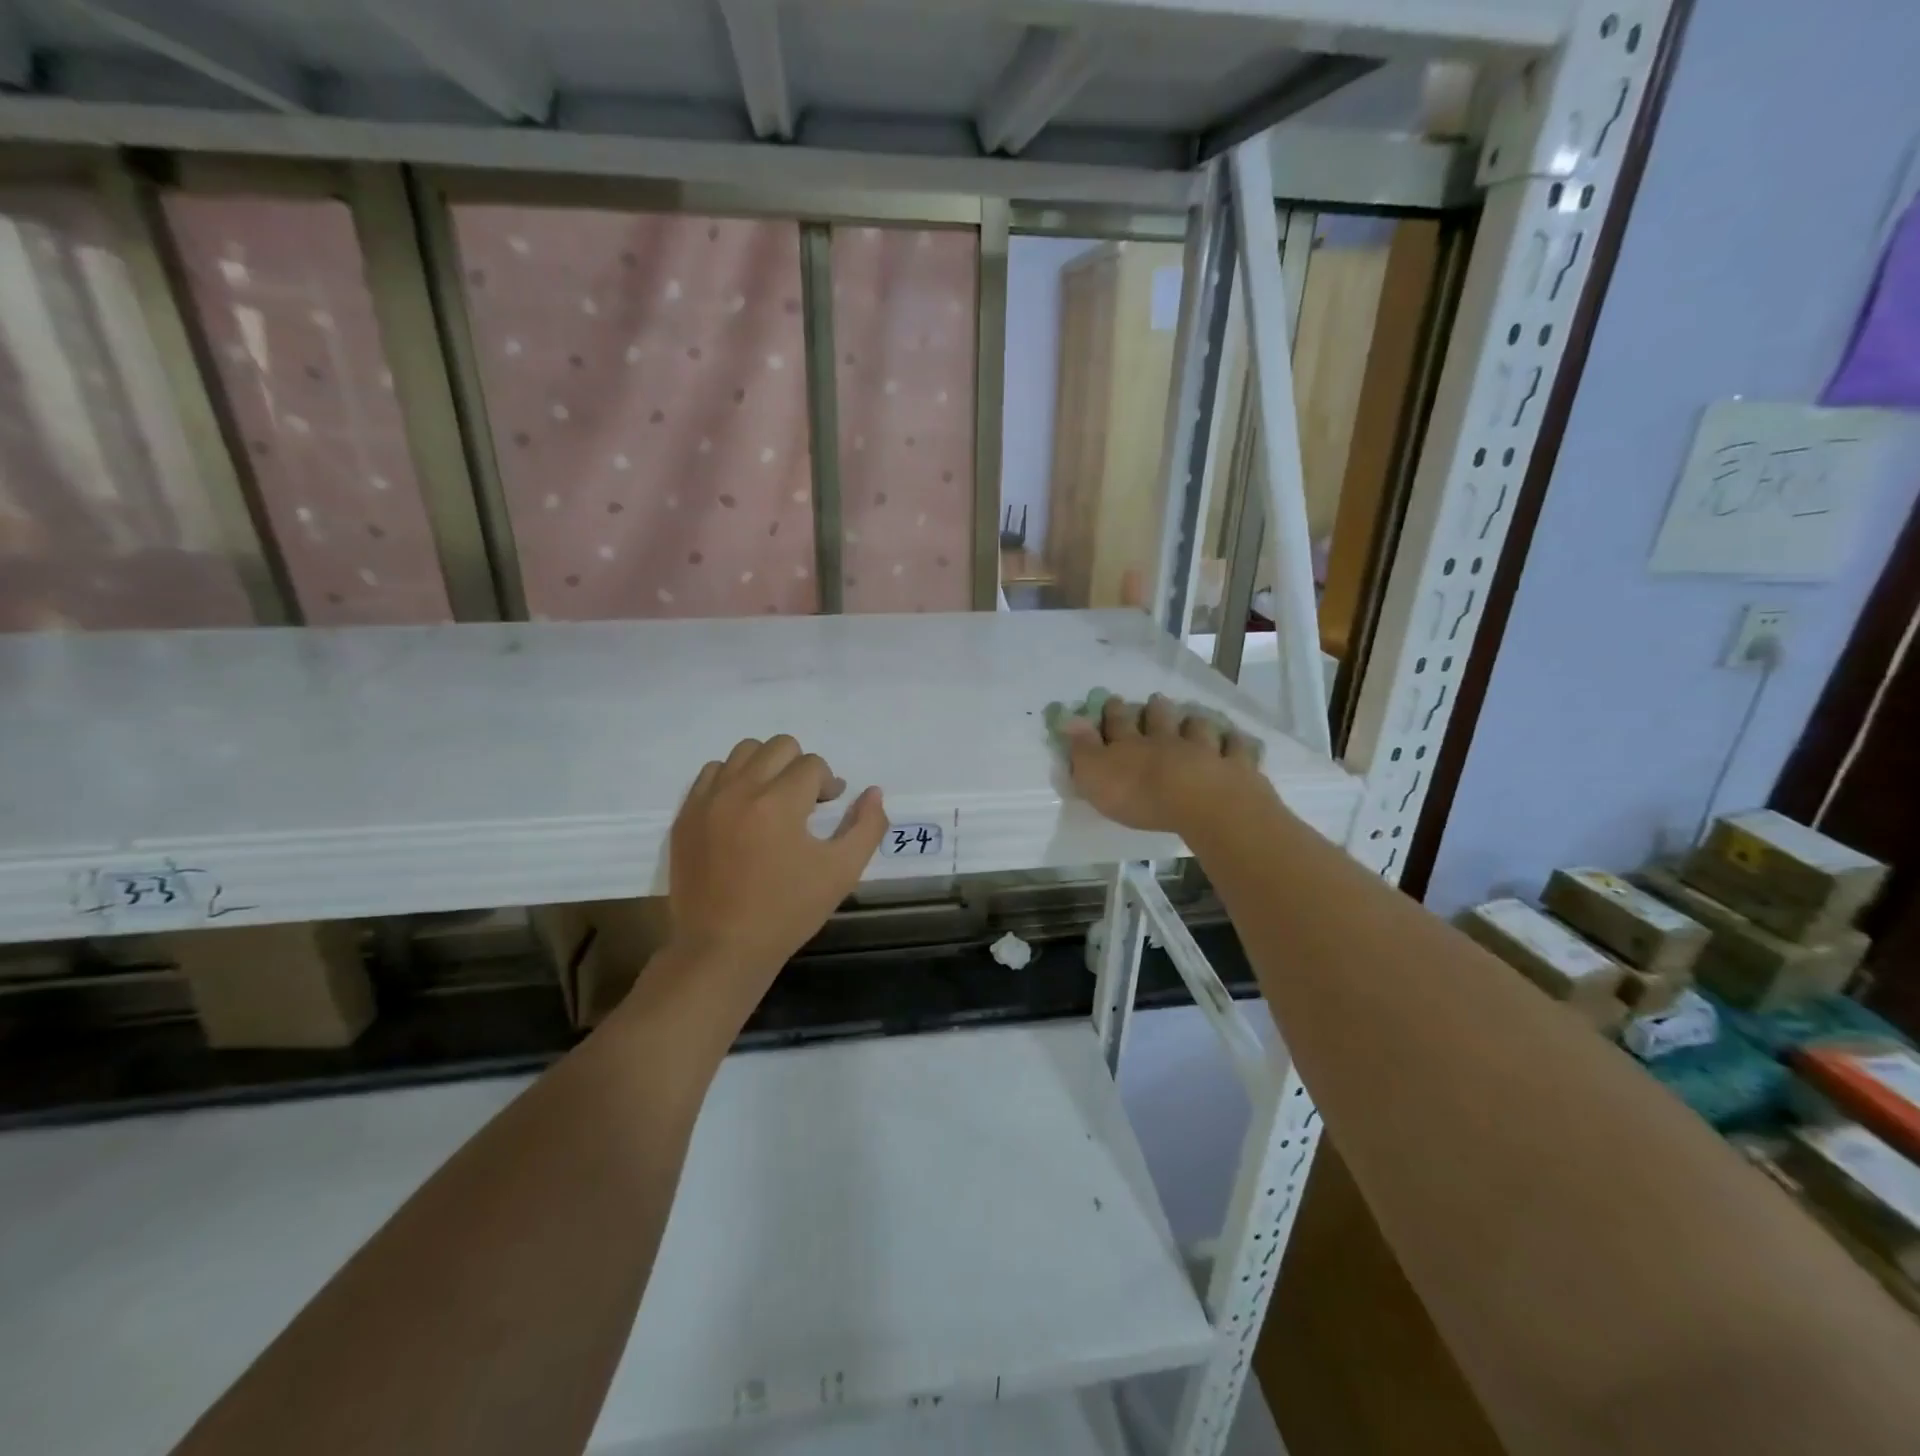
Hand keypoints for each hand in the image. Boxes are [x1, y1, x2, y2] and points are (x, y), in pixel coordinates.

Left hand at [665, 736, 886, 1007]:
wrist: (722, 948)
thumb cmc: (788, 911)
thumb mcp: (842, 872)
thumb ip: (867, 826)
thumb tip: (873, 792)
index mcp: (779, 803)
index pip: (812, 765)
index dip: (828, 783)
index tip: (829, 808)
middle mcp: (739, 790)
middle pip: (778, 746)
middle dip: (800, 767)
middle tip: (804, 802)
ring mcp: (706, 801)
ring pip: (742, 752)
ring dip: (765, 767)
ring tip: (772, 801)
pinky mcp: (685, 816)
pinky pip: (711, 774)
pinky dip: (732, 780)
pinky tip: (742, 810)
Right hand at [1063, 694, 1270, 835]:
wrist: (1202, 803)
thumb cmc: (1140, 795)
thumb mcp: (1096, 775)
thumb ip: (1082, 749)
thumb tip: (1068, 719)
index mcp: (1131, 745)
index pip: (1118, 723)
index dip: (1113, 712)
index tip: (1111, 699)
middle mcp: (1167, 740)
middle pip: (1160, 720)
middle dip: (1155, 710)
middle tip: (1155, 700)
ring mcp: (1204, 750)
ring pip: (1198, 729)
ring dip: (1194, 722)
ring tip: (1193, 717)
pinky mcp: (1235, 766)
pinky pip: (1237, 750)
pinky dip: (1236, 744)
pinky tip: (1237, 740)